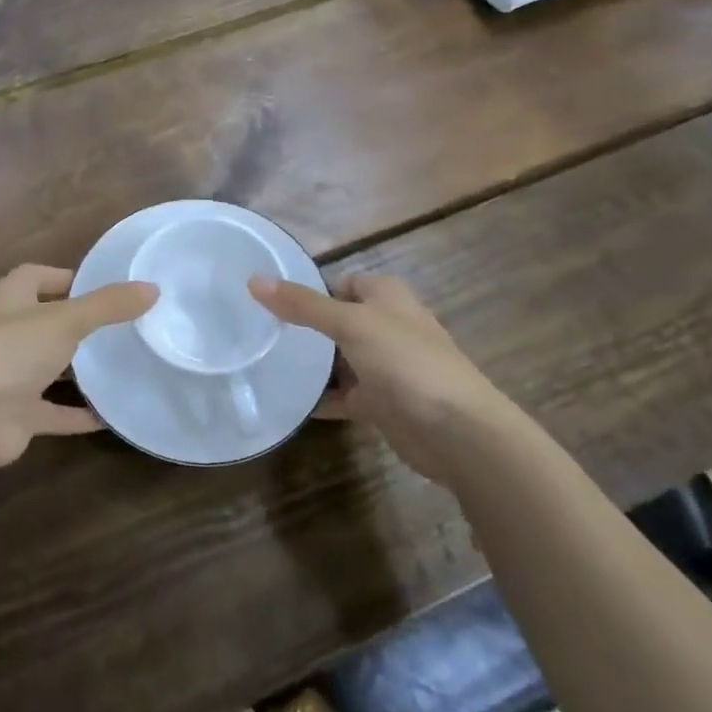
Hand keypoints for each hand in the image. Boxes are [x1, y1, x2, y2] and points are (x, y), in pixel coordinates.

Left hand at [0, 265, 156, 473]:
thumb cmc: (10, 352)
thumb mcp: (66, 320)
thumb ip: (108, 305)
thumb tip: (153, 288)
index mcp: (9, 299)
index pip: (38, 276)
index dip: (68, 277)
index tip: (105, 286)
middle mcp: (5, 333)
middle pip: (46, 321)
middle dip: (79, 324)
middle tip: (124, 326)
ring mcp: (8, 375)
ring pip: (49, 366)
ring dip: (78, 369)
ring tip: (123, 363)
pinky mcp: (16, 413)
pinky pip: (54, 410)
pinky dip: (79, 413)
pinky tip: (112, 414)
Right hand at [250, 273, 500, 484]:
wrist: (457, 431)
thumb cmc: (406, 361)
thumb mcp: (350, 323)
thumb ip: (303, 305)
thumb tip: (254, 280)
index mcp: (385, 296)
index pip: (339, 283)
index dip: (309, 290)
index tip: (268, 301)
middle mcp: (386, 326)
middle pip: (336, 321)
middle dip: (303, 328)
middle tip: (258, 333)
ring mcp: (384, 366)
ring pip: (338, 360)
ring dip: (310, 365)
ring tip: (263, 364)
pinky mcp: (381, 403)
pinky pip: (342, 395)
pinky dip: (320, 398)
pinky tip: (288, 402)